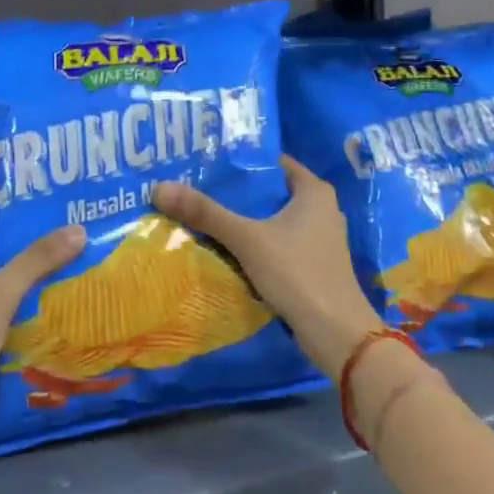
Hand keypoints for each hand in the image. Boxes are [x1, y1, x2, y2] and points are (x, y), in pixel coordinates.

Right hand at [154, 157, 382, 381]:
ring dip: (247, 221)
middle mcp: (323, 208)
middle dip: (238, 194)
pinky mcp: (315, 264)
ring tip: (207, 217)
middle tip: (198, 190)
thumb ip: (206, 213)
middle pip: (272, 192)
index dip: (242, 162)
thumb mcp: (246, 239)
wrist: (334, 330)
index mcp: (314, 191)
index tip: (208, 165)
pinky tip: (231, 250)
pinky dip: (259, 243)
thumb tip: (159, 187)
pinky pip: (281, 243)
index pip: (273, 163)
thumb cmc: (296, 272)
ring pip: (276, 220)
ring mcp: (321, 238)